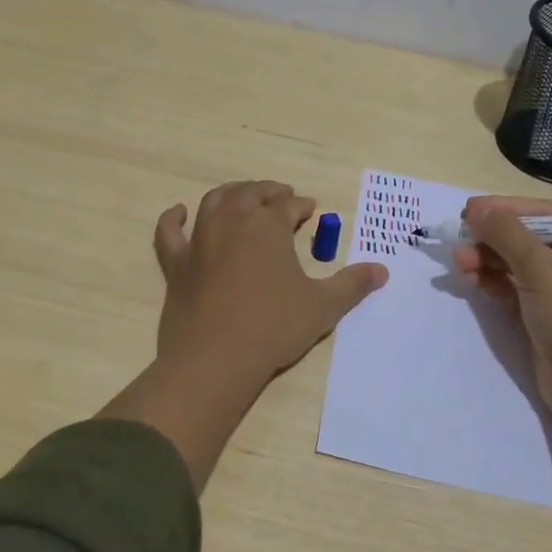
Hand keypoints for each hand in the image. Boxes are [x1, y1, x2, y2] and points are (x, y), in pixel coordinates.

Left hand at [154, 181, 388, 390]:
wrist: (216, 359)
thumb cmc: (274, 328)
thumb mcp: (323, 307)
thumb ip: (352, 285)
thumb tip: (382, 270)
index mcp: (267, 226)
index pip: (288, 205)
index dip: (301, 205)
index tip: (311, 210)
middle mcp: (232, 222)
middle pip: (251, 194)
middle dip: (269, 192)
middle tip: (282, 196)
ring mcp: (199, 241)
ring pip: (214, 201)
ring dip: (232, 194)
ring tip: (244, 196)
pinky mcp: (176, 264)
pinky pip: (169, 233)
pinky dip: (172, 219)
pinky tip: (178, 212)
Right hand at [452, 195, 551, 428]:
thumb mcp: (541, 268)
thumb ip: (507, 233)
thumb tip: (478, 211)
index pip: (545, 214)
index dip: (505, 208)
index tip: (470, 209)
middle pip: (528, 239)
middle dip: (492, 238)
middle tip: (459, 235)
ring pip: (517, 265)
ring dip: (486, 260)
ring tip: (458, 261)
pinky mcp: (545, 317)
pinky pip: (514, 289)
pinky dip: (492, 282)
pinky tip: (468, 278)